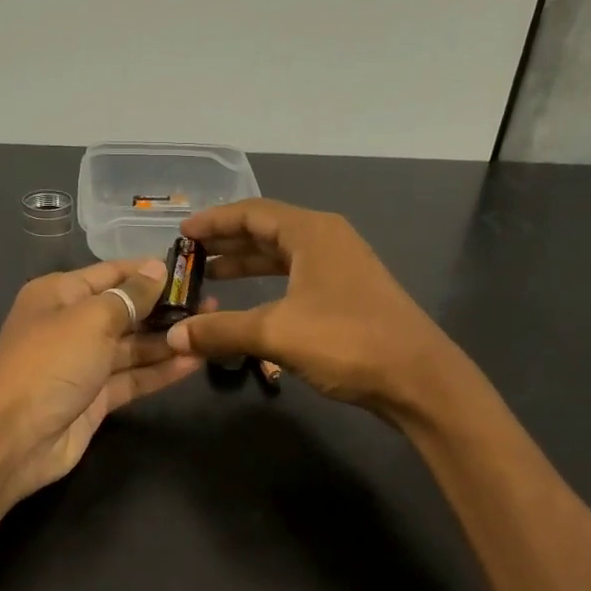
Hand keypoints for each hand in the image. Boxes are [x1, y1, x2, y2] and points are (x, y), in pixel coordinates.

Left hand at [0, 257, 203, 502]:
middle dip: (166, 307)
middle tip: (213, 303)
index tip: (192, 269)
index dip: (150, 271)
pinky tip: (195, 361)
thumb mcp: (90, 319)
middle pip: (126, 310)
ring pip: (133, 347)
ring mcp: (84, 364)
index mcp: (60, 295)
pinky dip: (161, 370)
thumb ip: (129, 297)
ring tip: (211, 330)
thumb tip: (157, 269)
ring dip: (168, 340)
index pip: (112, 274)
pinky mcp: (96, 399)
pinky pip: (133, 378)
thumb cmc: (49, 364)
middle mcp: (72, 325)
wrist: (12, 439)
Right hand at [163, 199, 457, 417]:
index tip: (182, 233)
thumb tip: (173, 337)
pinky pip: (296, 280)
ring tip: (210, 277)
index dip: (214, 221)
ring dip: (246, 265)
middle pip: (267, 231)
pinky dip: (268, 287)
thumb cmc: (347, 341)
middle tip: (189, 256)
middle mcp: (327, 241)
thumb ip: (222, 331)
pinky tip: (250, 305)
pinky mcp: (347, 296)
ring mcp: (341, 269)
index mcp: (312, 233)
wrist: (417, 378)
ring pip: (283, 257)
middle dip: (227, 242)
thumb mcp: (277, 333)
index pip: (253, 212)